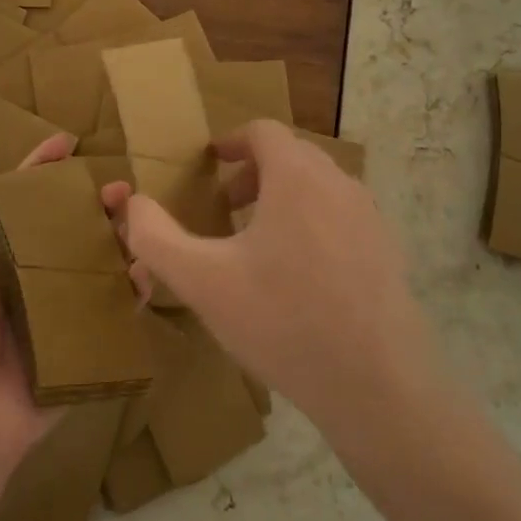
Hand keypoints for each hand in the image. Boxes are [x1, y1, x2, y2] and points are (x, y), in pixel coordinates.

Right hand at [102, 119, 443, 434]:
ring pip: (319, 187)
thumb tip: (131, 203)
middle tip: (226, 206)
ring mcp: (371, 219)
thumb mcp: (201, 281)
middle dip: (254, 172)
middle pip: (293, 156)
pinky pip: (341, 218)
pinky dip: (312, 223)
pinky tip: (297, 277)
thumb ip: (155, 237)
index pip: (263, 131)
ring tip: (257, 242)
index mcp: (297, 177)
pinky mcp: (389, 253)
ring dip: (283, 198)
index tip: (210, 164)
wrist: (378, 388)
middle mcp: (340, 184)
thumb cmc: (282, 322)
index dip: (231, 141)